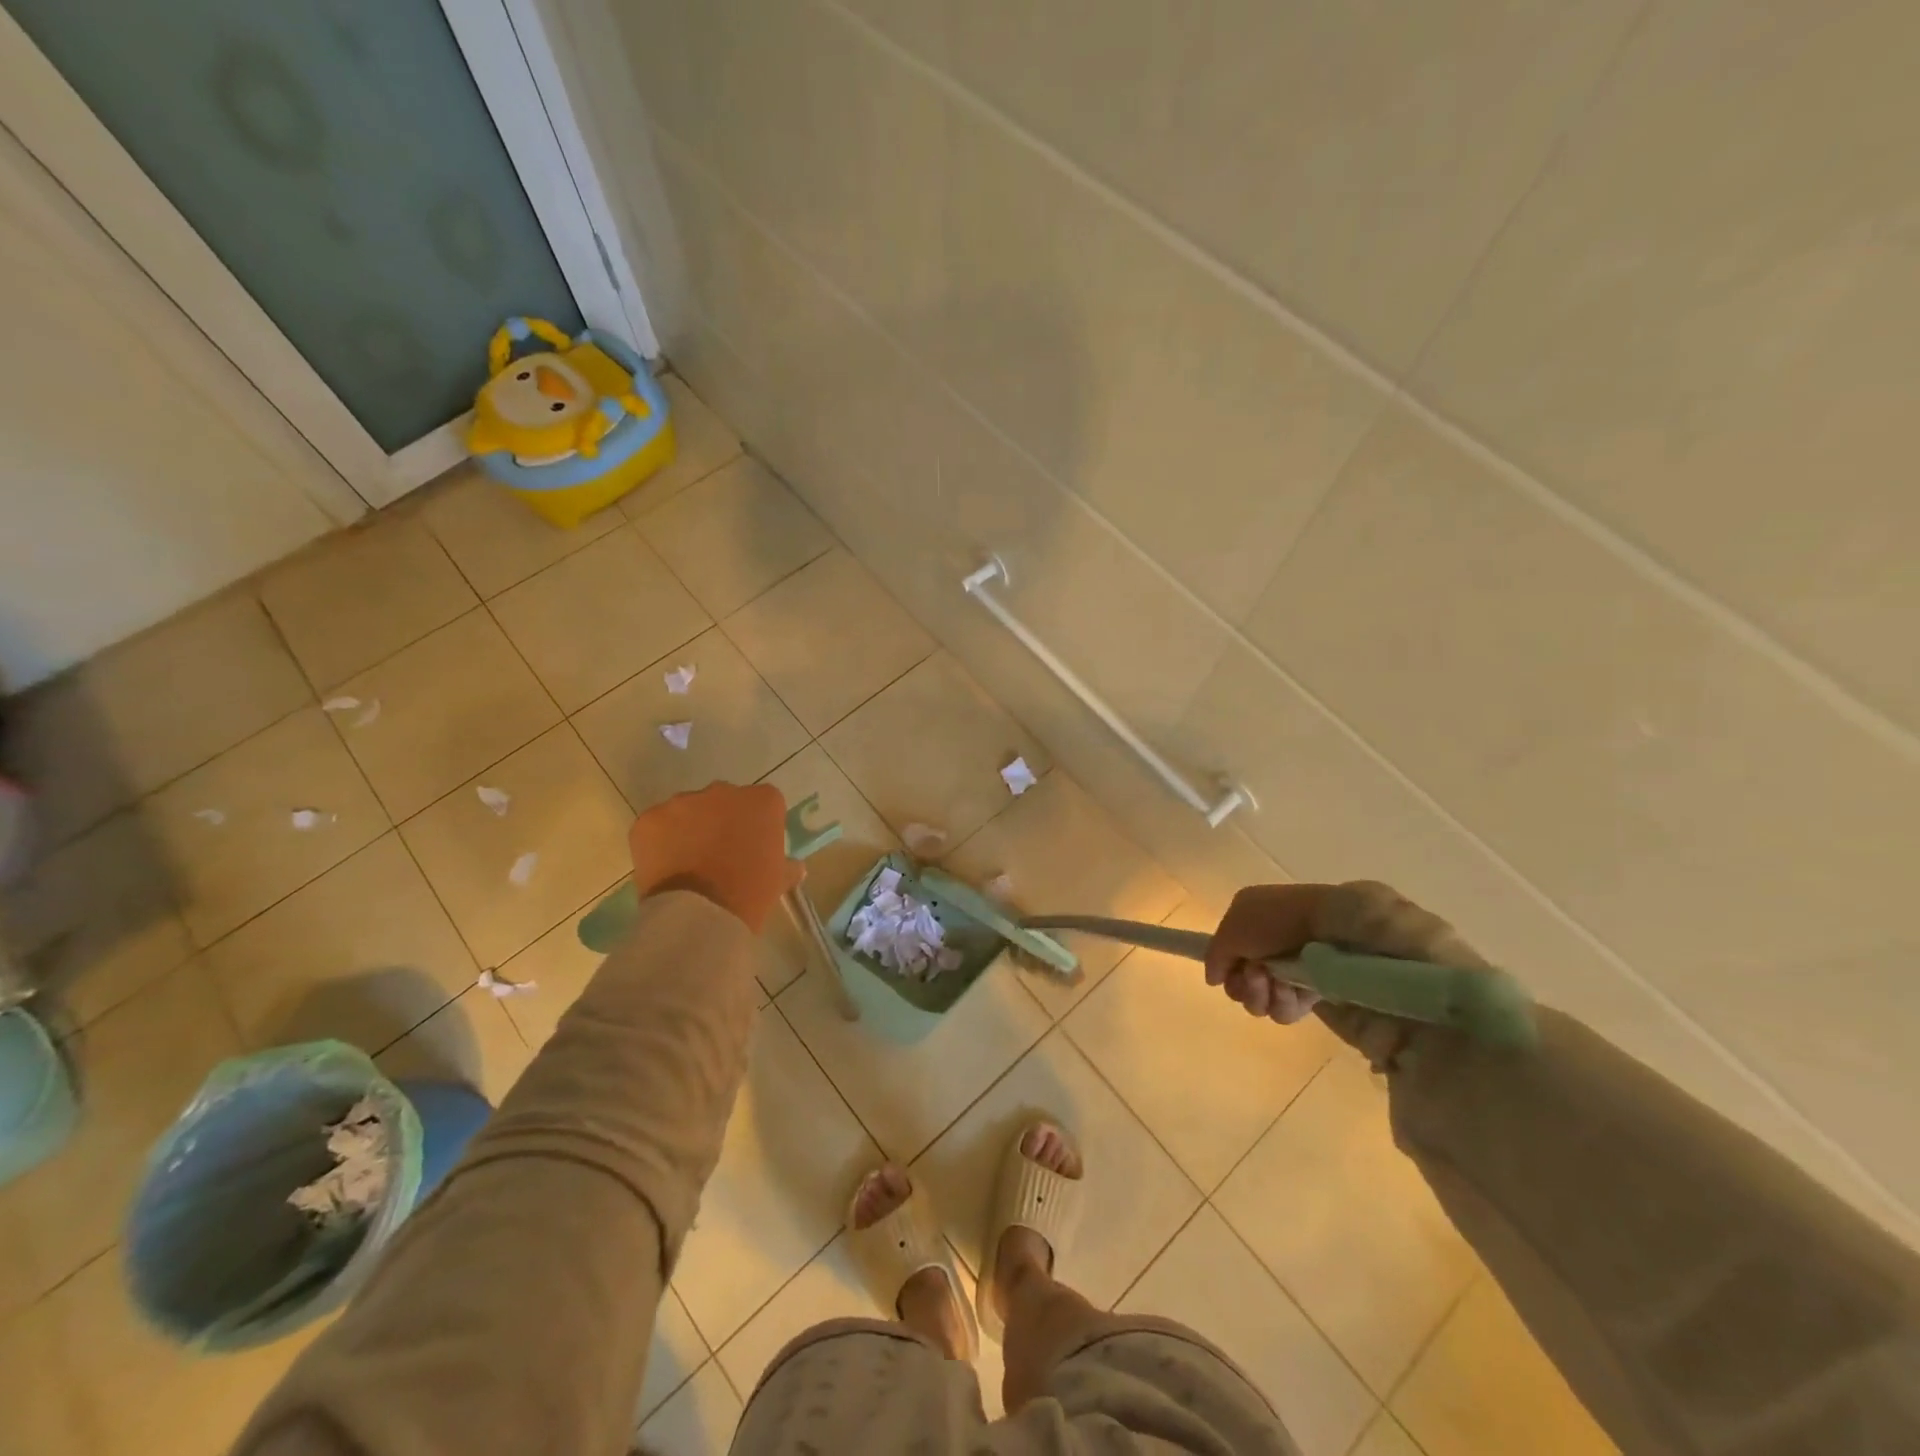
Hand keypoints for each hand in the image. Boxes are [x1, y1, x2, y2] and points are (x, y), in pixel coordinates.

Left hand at [628, 782, 802, 932]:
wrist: (700, 914)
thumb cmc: (750, 894)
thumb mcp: (779, 880)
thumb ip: (787, 866)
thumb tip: (795, 867)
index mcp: (763, 801)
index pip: (764, 803)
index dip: (758, 825)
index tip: (753, 847)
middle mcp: (724, 791)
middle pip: (725, 800)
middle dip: (722, 820)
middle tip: (720, 854)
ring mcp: (683, 802)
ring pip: (688, 810)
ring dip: (689, 828)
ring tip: (688, 862)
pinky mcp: (650, 819)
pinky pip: (658, 825)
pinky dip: (660, 841)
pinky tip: (665, 865)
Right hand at [1203, 884, 1328, 1024]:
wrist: (1328, 924)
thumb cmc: (1273, 920)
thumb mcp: (1231, 930)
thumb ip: (1214, 956)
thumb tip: (1213, 979)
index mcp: (1247, 924)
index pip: (1226, 959)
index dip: (1225, 969)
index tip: (1228, 971)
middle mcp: (1266, 948)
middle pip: (1241, 986)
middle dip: (1244, 986)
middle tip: (1255, 973)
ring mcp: (1290, 970)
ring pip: (1262, 1003)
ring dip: (1262, 994)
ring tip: (1275, 980)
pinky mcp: (1313, 990)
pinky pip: (1287, 1010)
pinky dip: (1285, 1002)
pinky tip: (1291, 987)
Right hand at [1204, 881, 1487, 1027]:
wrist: (1432, 1009)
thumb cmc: (1362, 943)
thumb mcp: (1302, 909)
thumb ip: (1242, 930)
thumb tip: (1217, 968)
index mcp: (1335, 902)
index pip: (1262, 912)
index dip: (1235, 935)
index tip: (1219, 964)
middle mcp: (1334, 933)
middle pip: (1265, 944)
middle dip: (1245, 963)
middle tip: (1246, 986)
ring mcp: (1339, 974)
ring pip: (1276, 975)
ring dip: (1258, 987)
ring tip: (1264, 1001)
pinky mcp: (1346, 1011)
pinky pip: (1295, 1002)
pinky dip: (1279, 1005)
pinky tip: (1283, 1010)